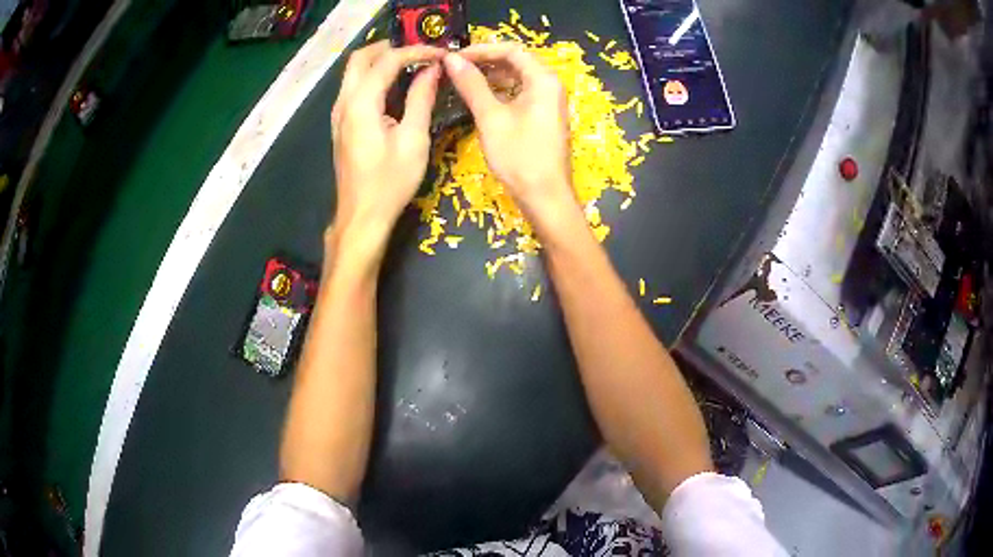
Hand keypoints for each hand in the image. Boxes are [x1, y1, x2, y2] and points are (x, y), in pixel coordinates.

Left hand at [331, 42, 445, 244]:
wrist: (362, 216)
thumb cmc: (390, 182)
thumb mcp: (413, 139)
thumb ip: (421, 98)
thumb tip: (432, 70)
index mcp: (361, 103)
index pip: (387, 60)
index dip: (416, 51)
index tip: (441, 55)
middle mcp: (344, 102)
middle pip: (360, 58)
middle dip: (391, 48)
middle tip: (420, 53)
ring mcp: (339, 114)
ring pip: (353, 72)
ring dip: (380, 62)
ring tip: (412, 66)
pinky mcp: (341, 125)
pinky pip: (353, 88)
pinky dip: (373, 78)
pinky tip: (394, 88)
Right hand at [443, 44, 577, 223]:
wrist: (545, 197)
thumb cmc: (520, 156)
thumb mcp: (491, 118)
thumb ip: (471, 85)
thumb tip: (451, 60)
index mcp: (543, 80)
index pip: (511, 50)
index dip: (481, 50)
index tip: (454, 58)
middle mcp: (549, 85)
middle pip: (515, 62)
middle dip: (484, 62)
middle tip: (454, 69)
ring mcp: (547, 102)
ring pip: (515, 78)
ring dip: (489, 77)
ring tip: (460, 81)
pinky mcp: (542, 116)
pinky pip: (518, 94)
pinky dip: (498, 92)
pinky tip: (477, 98)